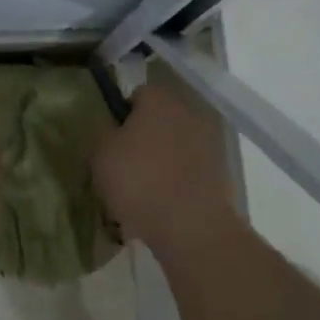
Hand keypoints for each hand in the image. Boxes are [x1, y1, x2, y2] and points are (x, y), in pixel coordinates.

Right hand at [93, 80, 236, 253]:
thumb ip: (104, 134)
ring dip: (161, 160)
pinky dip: (177, 181)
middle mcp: (187, 112)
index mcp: (159, 100)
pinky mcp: (219, 171)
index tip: (112, 142)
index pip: (137, 95)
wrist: (190, 225)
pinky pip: (189, 169)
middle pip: (158, 120)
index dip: (122, 116)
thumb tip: (114, 131)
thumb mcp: (101, 154)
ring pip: (174, 146)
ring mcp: (207, 142)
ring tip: (143, 192)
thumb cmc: (139, 180)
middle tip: (124, 167)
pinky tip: (163, 205)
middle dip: (143, 138)